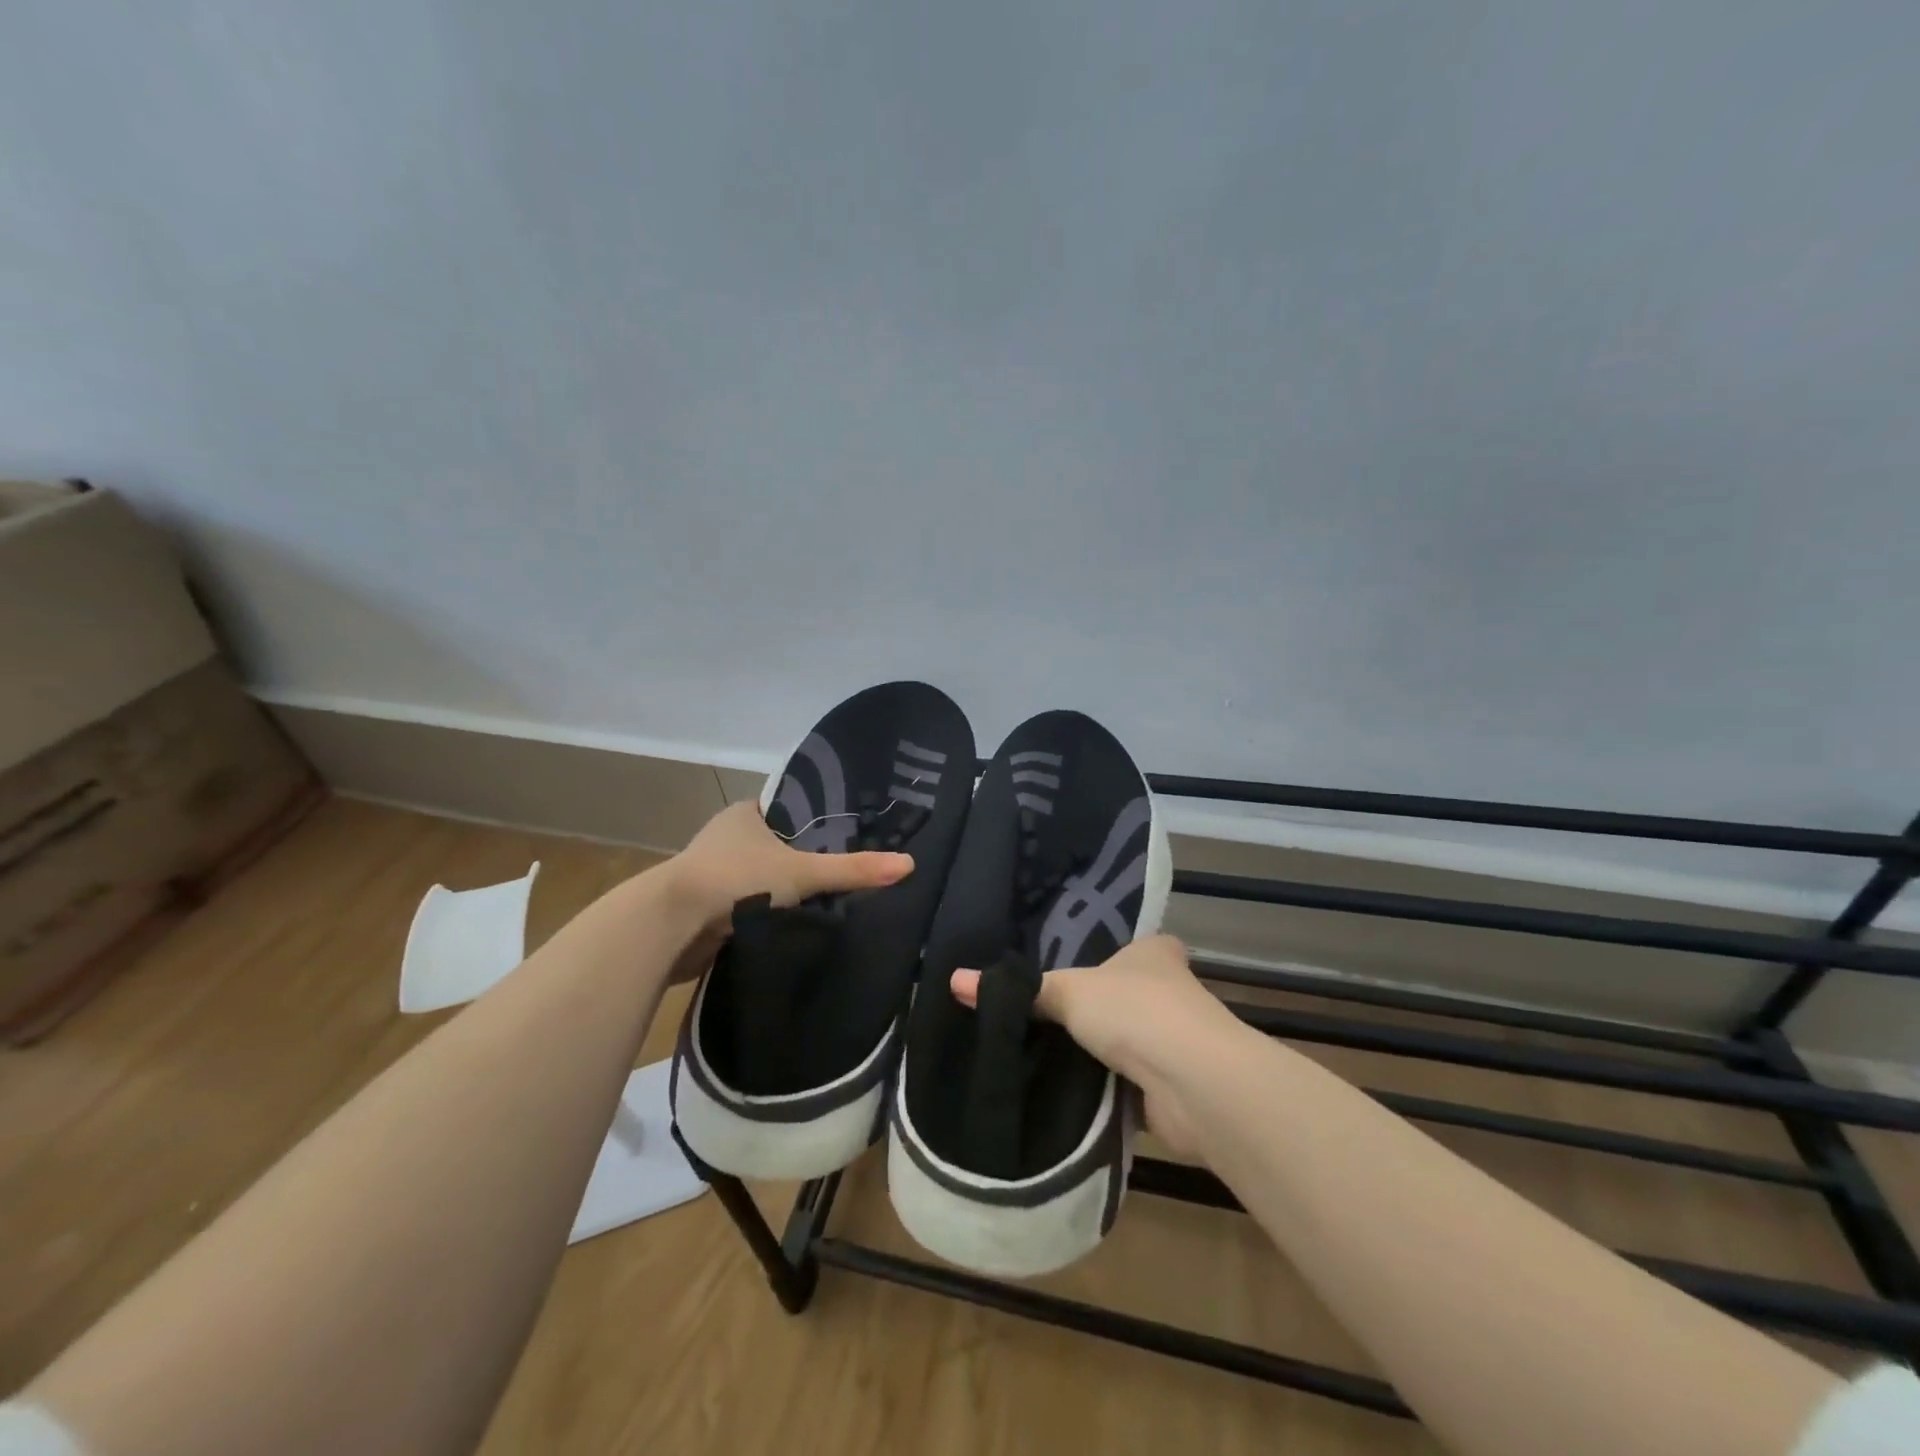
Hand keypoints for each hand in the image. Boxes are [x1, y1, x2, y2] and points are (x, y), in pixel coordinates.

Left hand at [665, 801, 914, 937]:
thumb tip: (908, 865)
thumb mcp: (803, 872)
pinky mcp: (703, 907)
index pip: (788, 812)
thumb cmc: (737, 880)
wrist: (671, 925)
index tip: (846, 839)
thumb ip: (853, 870)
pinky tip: (790, 924)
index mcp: (744, 814)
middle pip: (774, 846)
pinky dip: (762, 913)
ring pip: (758, 878)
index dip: (815, 824)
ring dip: (779, 890)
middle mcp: (725, 838)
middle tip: (841, 873)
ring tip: (823, 901)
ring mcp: (711, 873)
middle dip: (800, 861)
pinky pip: (744, 905)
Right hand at [950, 935, 1237, 1156]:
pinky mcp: (1170, 1086)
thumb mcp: (1068, 992)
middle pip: (1128, 995)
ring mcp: (1175, 1041)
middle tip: (1045, 1012)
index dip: (1108, 954)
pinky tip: (1070, 1089)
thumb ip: (1021, 991)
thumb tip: (954, 980)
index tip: (1073, 965)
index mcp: (1155, 954)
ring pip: (1128, 1041)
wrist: (1192, 1082)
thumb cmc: (1134, 1011)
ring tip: (1047, 1050)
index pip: (1133, 945)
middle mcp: (1172, 992)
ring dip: (1102, 1050)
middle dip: (1098, 1007)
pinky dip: (1105, 1086)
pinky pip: (1127, 1081)